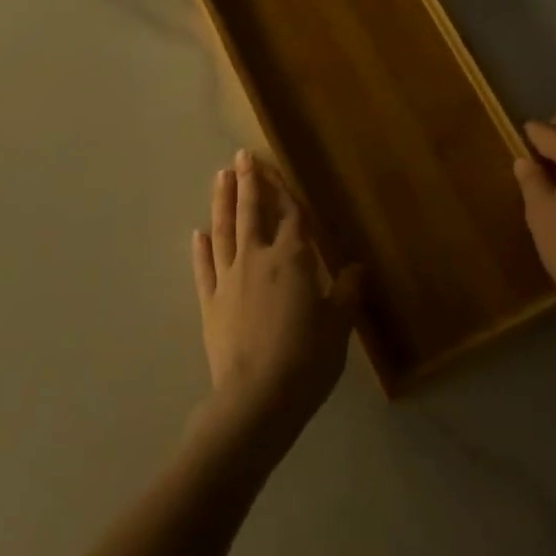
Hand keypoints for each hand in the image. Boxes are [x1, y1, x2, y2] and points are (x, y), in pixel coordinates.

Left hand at [191, 151, 359, 458]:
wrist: (257, 398)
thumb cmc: (306, 360)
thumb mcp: (338, 327)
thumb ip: (346, 293)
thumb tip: (358, 267)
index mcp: (292, 260)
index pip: (290, 215)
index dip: (283, 190)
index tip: (273, 167)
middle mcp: (257, 259)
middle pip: (251, 212)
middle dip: (248, 182)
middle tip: (240, 156)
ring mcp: (229, 279)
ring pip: (224, 231)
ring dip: (221, 202)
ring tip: (219, 177)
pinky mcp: (210, 302)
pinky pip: (204, 268)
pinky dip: (201, 249)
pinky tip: (198, 233)